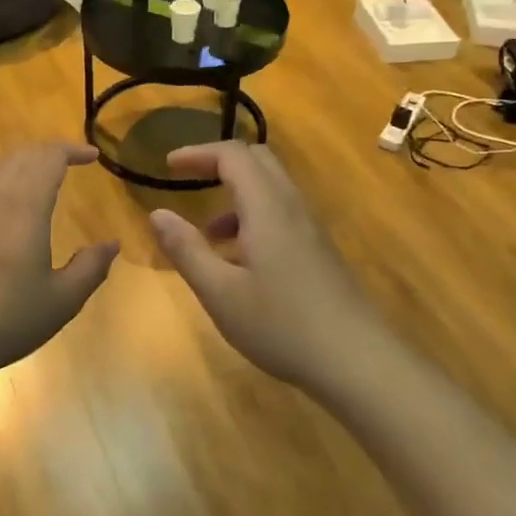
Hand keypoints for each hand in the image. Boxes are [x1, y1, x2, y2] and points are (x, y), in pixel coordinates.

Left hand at [0, 144, 118, 385]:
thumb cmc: (5, 319)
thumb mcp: (61, 301)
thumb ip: (90, 268)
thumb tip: (111, 244)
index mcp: (24, 206)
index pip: (49, 158)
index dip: (72, 150)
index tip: (91, 155)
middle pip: (19, 157)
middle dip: (46, 154)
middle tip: (68, 163)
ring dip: (20, 171)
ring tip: (38, 187)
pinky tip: (2, 222)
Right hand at [149, 143, 385, 390]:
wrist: (358, 361)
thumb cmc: (282, 325)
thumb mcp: (220, 292)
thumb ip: (186, 249)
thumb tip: (157, 213)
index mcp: (267, 207)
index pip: (232, 155)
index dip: (197, 153)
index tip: (168, 166)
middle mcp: (291, 207)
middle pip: (257, 160)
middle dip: (218, 163)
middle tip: (187, 181)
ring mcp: (310, 228)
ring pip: (271, 188)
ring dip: (235, 195)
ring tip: (207, 235)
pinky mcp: (319, 250)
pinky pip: (281, 213)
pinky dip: (252, 217)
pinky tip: (239, 261)